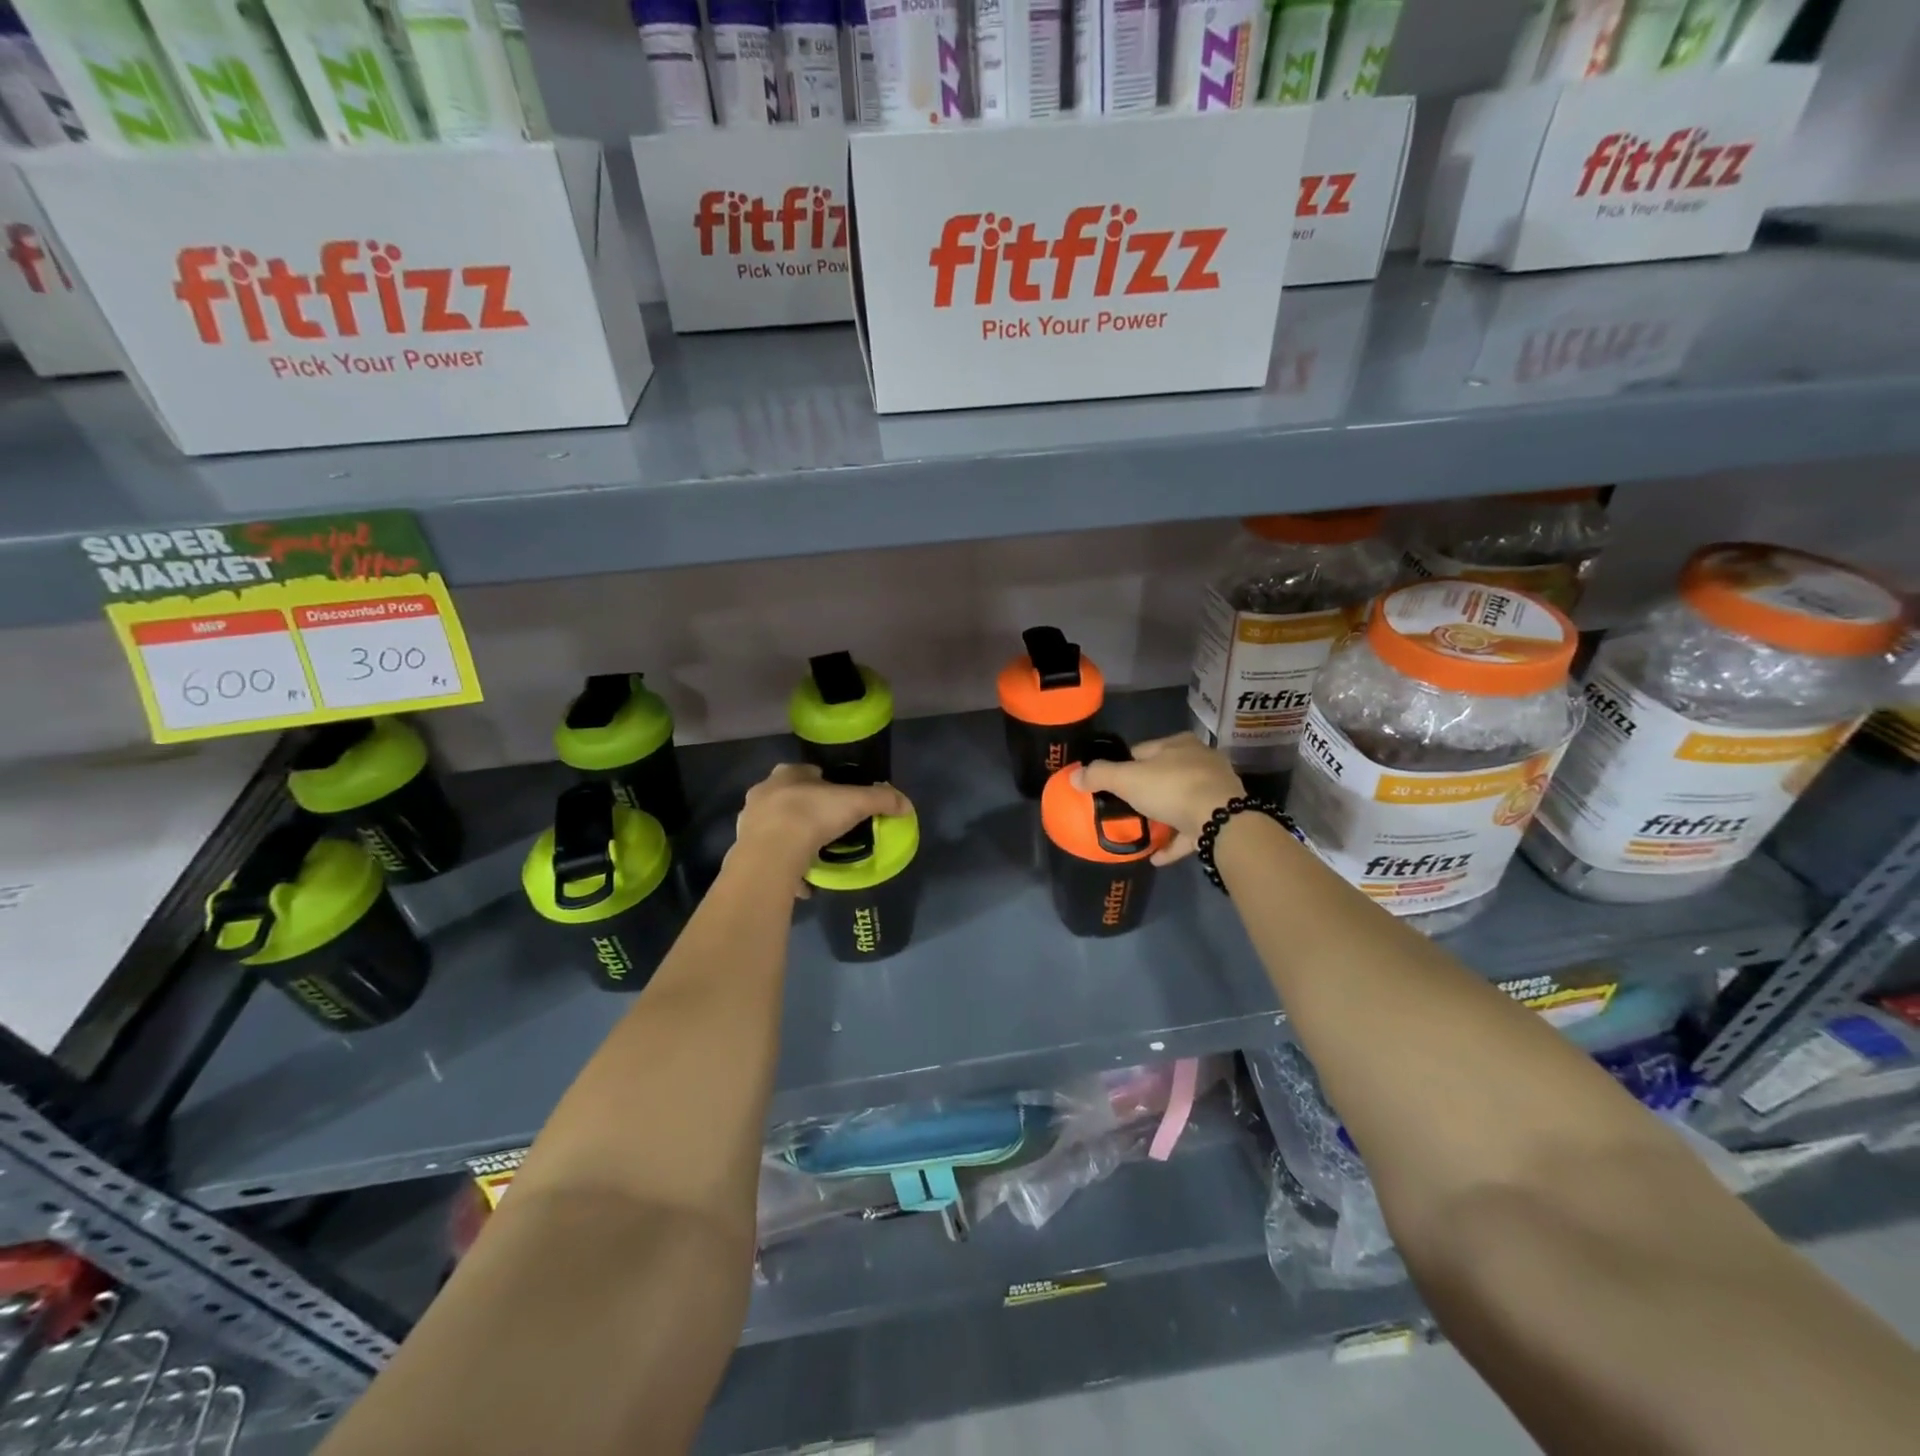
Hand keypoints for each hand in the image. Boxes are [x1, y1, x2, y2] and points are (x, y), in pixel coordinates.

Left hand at [733, 764, 910, 887]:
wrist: (771, 854)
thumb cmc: (812, 816)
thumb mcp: (855, 803)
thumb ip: (881, 800)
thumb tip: (907, 805)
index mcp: (787, 774)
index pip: (807, 771)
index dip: (824, 783)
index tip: (840, 799)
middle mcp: (764, 792)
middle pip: (788, 797)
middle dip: (805, 809)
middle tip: (828, 827)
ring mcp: (750, 821)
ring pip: (775, 827)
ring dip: (792, 838)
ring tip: (814, 855)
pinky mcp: (744, 850)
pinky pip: (769, 857)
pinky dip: (784, 866)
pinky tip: (801, 882)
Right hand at [1076, 733, 1242, 865]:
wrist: (1221, 821)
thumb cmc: (1172, 788)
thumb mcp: (1127, 780)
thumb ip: (1100, 775)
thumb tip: (1074, 776)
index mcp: (1178, 744)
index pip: (1142, 751)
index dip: (1123, 766)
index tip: (1110, 785)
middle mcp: (1200, 760)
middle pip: (1163, 775)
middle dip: (1145, 791)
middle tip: (1124, 809)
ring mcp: (1215, 789)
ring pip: (1181, 801)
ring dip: (1162, 816)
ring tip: (1141, 832)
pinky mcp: (1223, 817)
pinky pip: (1192, 829)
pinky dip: (1175, 841)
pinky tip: (1157, 857)